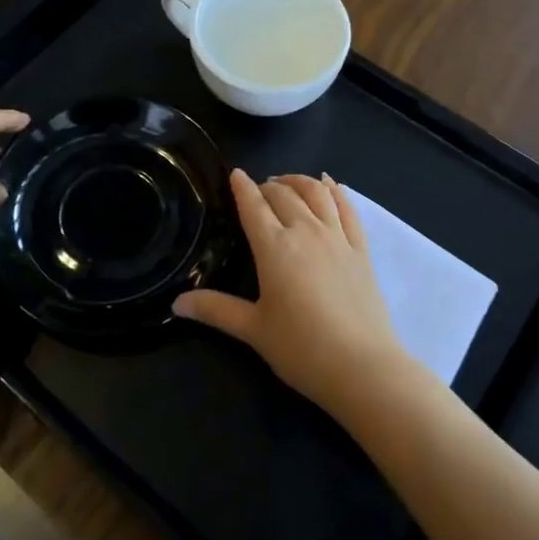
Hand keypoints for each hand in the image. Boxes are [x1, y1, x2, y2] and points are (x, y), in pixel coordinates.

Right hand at [175, 170, 405, 418]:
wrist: (362, 366)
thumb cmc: (301, 348)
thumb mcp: (252, 330)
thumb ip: (216, 310)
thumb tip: (176, 304)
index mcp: (274, 247)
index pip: (253, 206)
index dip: (242, 187)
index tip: (234, 173)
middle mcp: (305, 231)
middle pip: (283, 194)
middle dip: (267, 186)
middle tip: (257, 190)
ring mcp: (337, 237)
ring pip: (316, 193)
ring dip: (299, 181)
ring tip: (287, 182)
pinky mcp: (361, 249)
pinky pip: (348, 208)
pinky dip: (336, 191)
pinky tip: (329, 185)